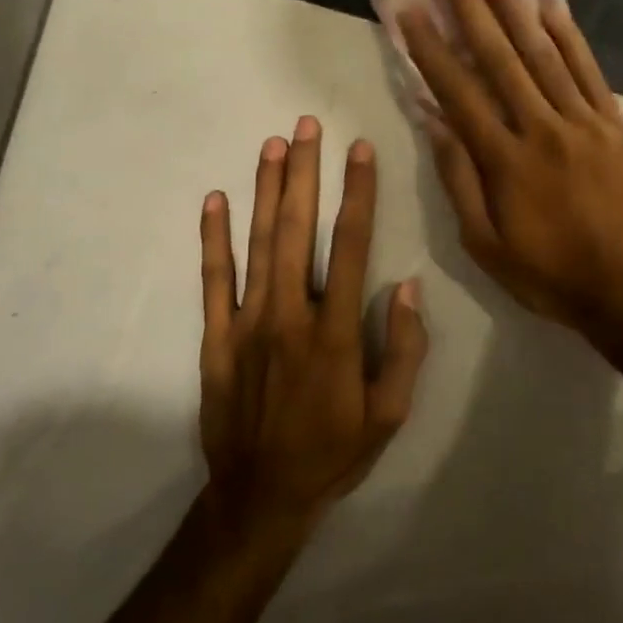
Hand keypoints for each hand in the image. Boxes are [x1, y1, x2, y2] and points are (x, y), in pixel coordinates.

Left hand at [198, 118, 428, 538]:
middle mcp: (290, 315)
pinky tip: (215, 201)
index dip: (358, 193)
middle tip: (306, 125)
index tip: (360, 150)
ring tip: (272, 145)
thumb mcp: (390, 414)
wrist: (261, 497)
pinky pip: (214, 281)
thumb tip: (409, 286)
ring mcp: (248, 324)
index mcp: (336, 332)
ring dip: (265, 191)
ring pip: (258, 244)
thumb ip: (404, 349)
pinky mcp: (216, 339)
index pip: (351, 246)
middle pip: (298, 230)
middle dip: (304, 173)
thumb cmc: (333, 453)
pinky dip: (213, 239)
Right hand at [397, 0, 622, 329]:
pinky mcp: (616, 125)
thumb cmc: (549, 273)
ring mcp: (584, 122)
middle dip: (470, 7)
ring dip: (515, 9)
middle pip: (500, 58)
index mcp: (504, 160)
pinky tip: (550, 7)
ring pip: (544, 54)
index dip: (430, 47)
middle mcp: (541, 129)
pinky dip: (568, 37)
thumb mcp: (485, 244)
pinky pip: (589, 72)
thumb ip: (459, 180)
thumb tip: (434, 122)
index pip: (458, 92)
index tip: (410, 9)